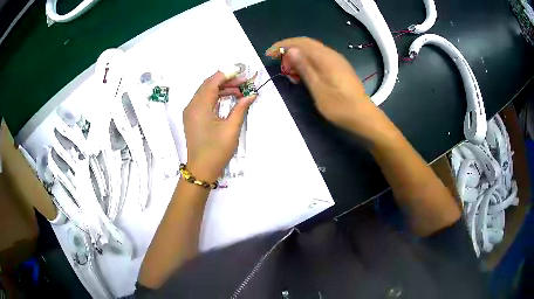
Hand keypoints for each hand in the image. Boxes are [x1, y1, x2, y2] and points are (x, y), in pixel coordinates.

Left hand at [183, 71, 255, 181]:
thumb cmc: (216, 150)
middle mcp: (191, 106)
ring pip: (206, 93)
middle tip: (244, 82)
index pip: (212, 82)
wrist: (201, 169)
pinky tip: (229, 99)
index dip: (227, 74)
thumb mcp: (231, 128)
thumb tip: (252, 95)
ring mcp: (190, 112)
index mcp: (199, 106)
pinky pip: (204, 101)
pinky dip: (216, 98)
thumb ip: (241, 108)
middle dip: (226, 81)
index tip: (242, 72)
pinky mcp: (192, 118)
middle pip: (208, 85)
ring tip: (240, 92)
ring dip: (222, 90)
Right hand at [265, 37, 381, 137]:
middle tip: (278, 65)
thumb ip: (305, 68)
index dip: (282, 45)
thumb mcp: (318, 88)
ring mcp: (337, 61)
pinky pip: (319, 59)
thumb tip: (291, 50)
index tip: (268, 54)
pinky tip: (304, 75)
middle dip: (289, 51)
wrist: (364, 117)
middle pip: (307, 45)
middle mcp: (332, 55)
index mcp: (326, 57)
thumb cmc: (340, 106)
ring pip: (313, 52)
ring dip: (298, 58)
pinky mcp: (339, 69)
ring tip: (289, 72)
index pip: (300, 42)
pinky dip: (308, 63)